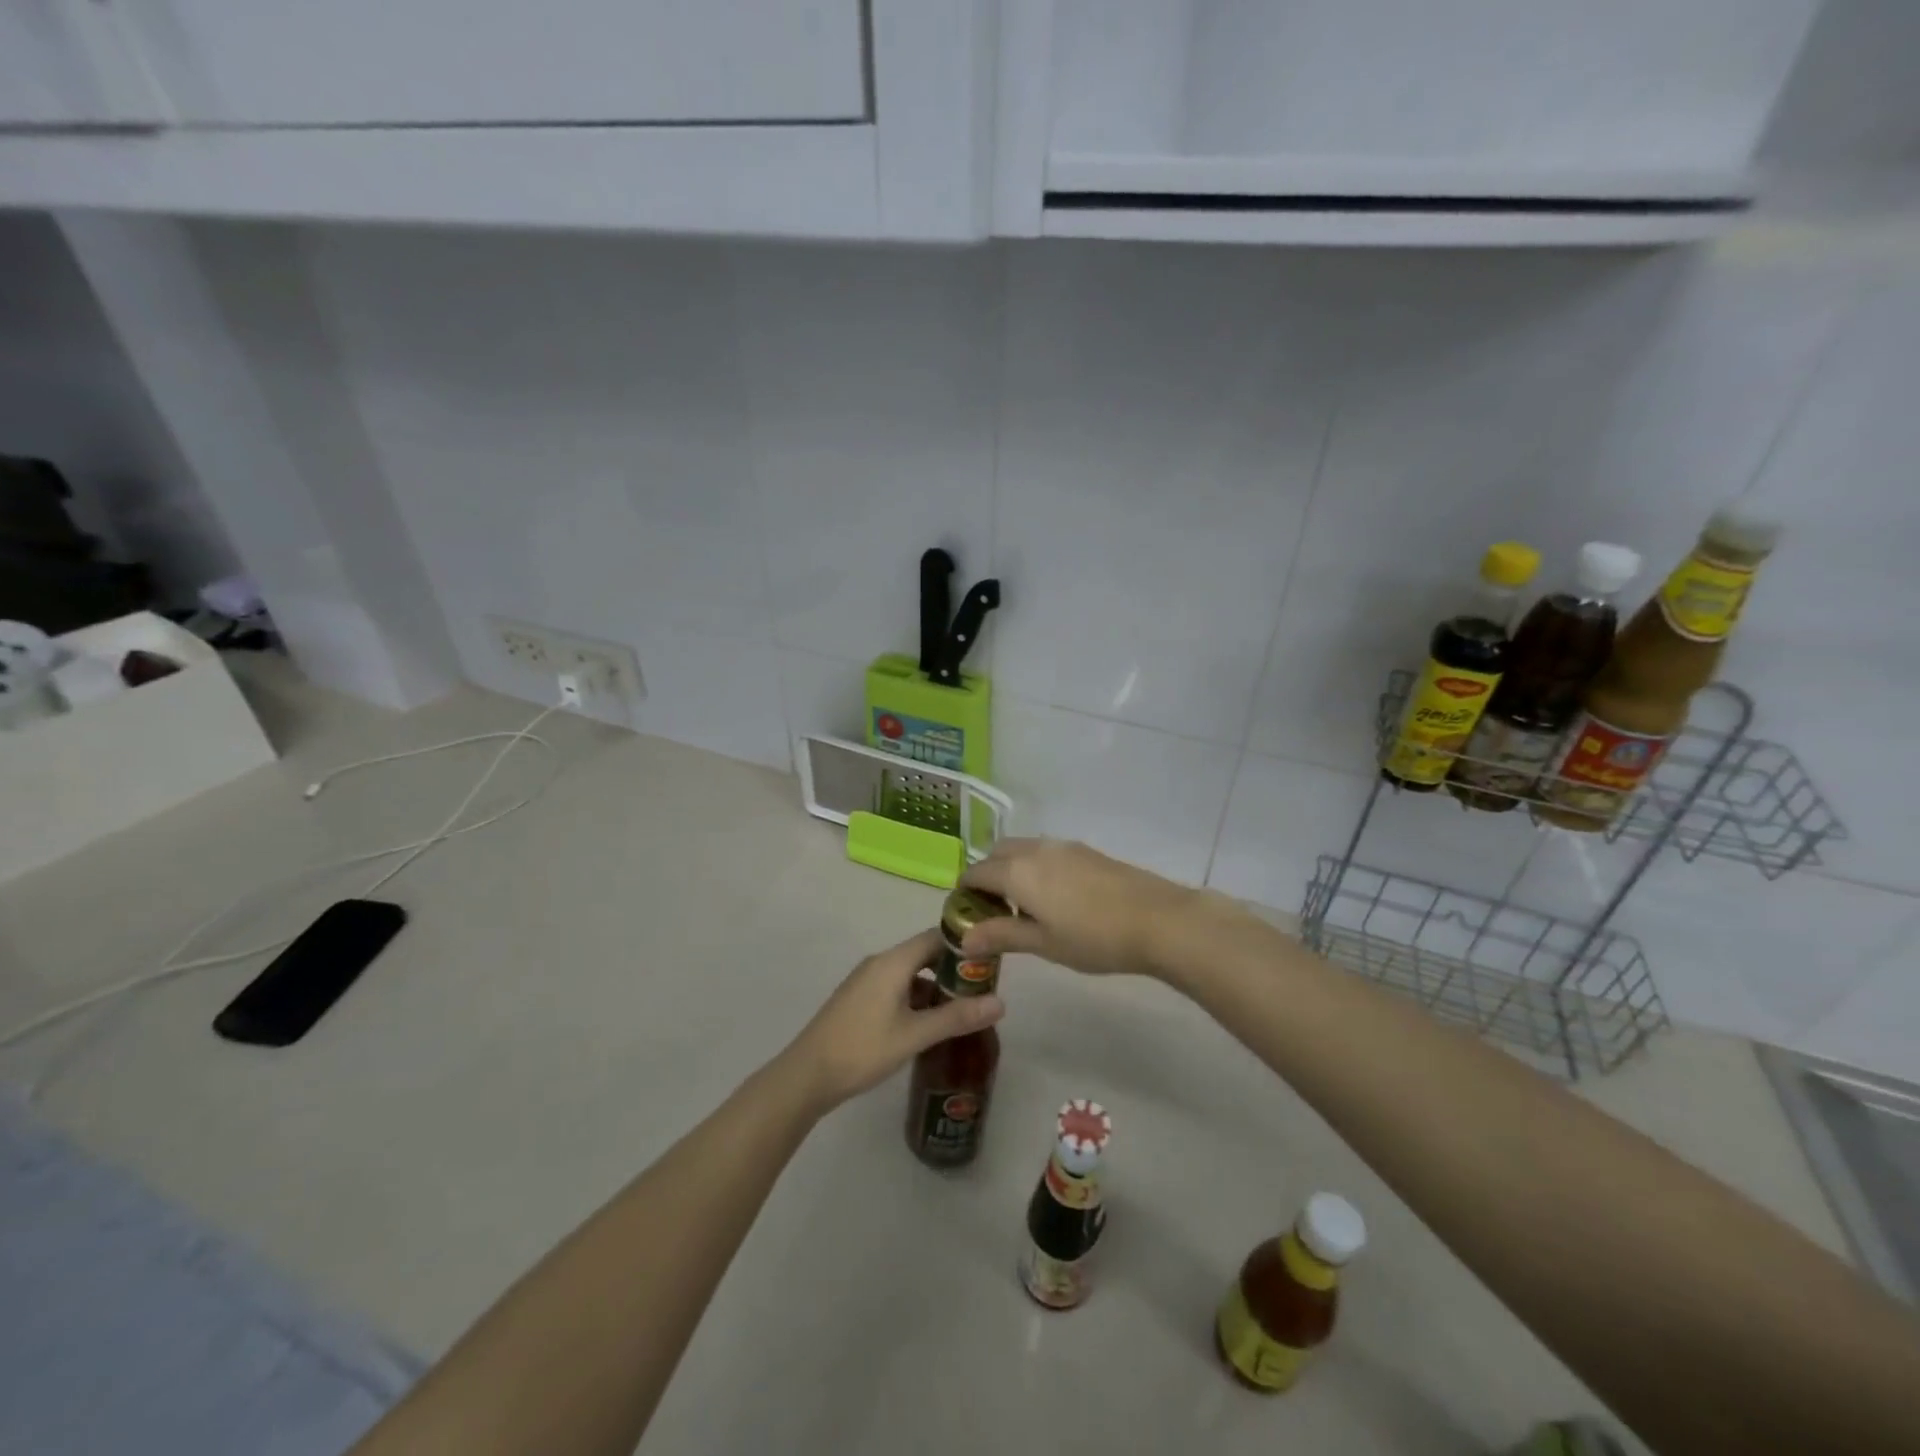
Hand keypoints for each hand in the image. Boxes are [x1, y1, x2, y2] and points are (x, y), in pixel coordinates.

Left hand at [780, 929, 1003, 1115]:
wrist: (808, 1075)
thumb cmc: (863, 1049)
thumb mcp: (915, 1035)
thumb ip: (957, 1017)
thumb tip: (1001, 1003)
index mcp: (893, 961)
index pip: (936, 936)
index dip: (965, 945)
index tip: (990, 961)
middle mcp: (880, 962)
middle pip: (924, 953)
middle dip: (953, 968)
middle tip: (982, 989)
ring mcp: (866, 980)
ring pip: (910, 972)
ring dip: (935, 986)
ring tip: (962, 1009)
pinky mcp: (859, 998)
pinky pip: (896, 986)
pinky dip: (916, 997)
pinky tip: (929, 1023)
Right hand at [958, 838, 1205, 979]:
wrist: (1158, 920)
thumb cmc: (1094, 938)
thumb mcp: (1043, 944)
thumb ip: (1001, 935)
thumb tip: (963, 938)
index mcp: (1018, 872)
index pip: (976, 873)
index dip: (965, 892)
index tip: (966, 914)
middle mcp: (1036, 850)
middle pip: (998, 854)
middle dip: (988, 875)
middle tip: (994, 910)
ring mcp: (1064, 847)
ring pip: (1024, 849)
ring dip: (1013, 868)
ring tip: (1025, 905)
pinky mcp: (1086, 851)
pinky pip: (1047, 852)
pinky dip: (1036, 867)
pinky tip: (1055, 897)